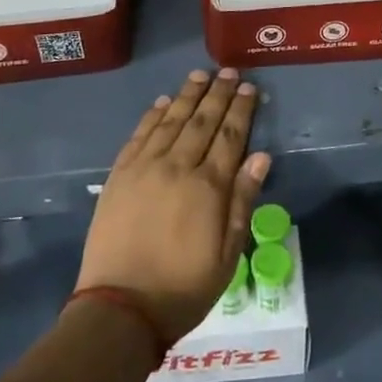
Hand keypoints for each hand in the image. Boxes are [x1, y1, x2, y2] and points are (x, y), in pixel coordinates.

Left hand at [76, 69, 270, 346]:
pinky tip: (163, 102)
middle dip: (218, 94)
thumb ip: (242, 201)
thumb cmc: (183, 288)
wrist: (120, 309)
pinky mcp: (120, 176)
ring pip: (171, 121)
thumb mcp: (227, 255)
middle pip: (202, 121)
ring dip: (187, 95)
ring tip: (200, 75)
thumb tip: (261, 157)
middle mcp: (178, 167)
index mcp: (208, 187)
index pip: (230, 137)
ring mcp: (145, 168)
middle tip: (229, 72)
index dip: (241, 110)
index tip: (250, 88)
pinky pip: (139, 135)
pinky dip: (153, 115)